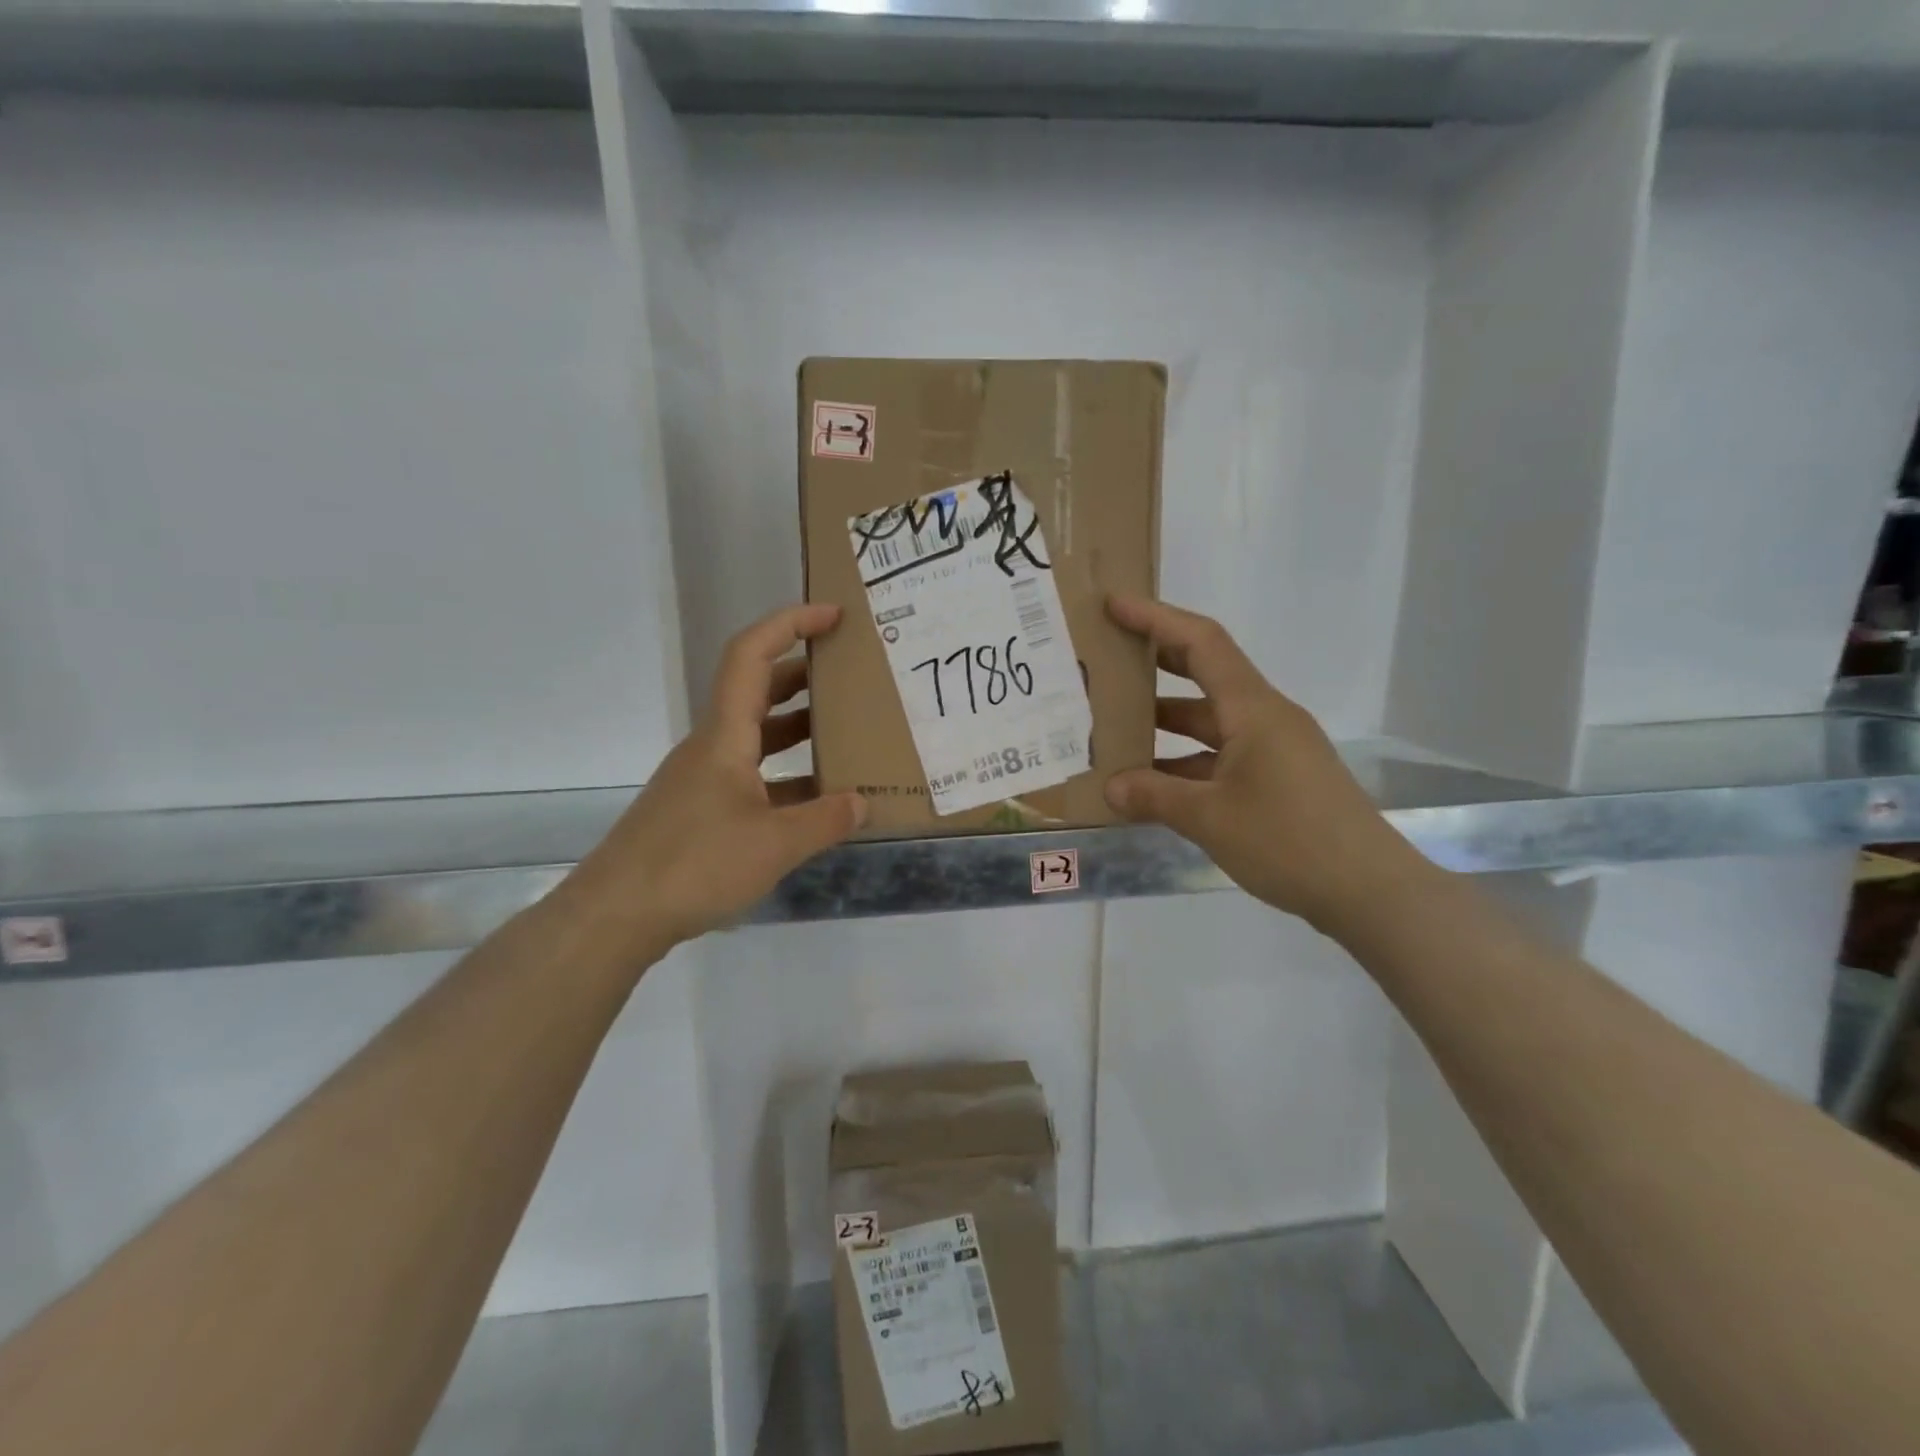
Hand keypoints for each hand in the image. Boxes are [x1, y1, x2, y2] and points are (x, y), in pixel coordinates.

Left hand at [559, 603, 866, 959]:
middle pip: (756, 690)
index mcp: (725, 736)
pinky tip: (815, 798)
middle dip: (803, 673)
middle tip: (850, 674)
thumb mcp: (775, 845)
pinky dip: (785, 774)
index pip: (751, 655)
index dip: (789, 624)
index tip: (833, 617)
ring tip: (845, 733)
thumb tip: (863, 803)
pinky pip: (752, 775)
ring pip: (756, 736)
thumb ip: (826, 820)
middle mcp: (712, 746)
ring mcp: (703, 780)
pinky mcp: (700, 811)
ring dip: (797, 726)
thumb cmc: (695, 864)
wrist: (616, 915)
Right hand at [1102, 594, 1437, 933]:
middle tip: (1106, 659)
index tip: (1114, 605)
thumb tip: (1110, 788)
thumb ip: (1155, 797)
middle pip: (1205, 674)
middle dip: (1155, 663)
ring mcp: (1274, 750)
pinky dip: (1184, 763)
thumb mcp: (1211, 819)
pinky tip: (1152, 784)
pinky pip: (1221, 757)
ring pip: (1209, 723)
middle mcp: (1265, 718)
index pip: (1201, 643)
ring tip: (1113, 727)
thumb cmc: (1290, 841)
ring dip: (1165, 723)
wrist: (1371, 892)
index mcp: (1253, 709)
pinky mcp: (1278, 780)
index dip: (1156, 619)